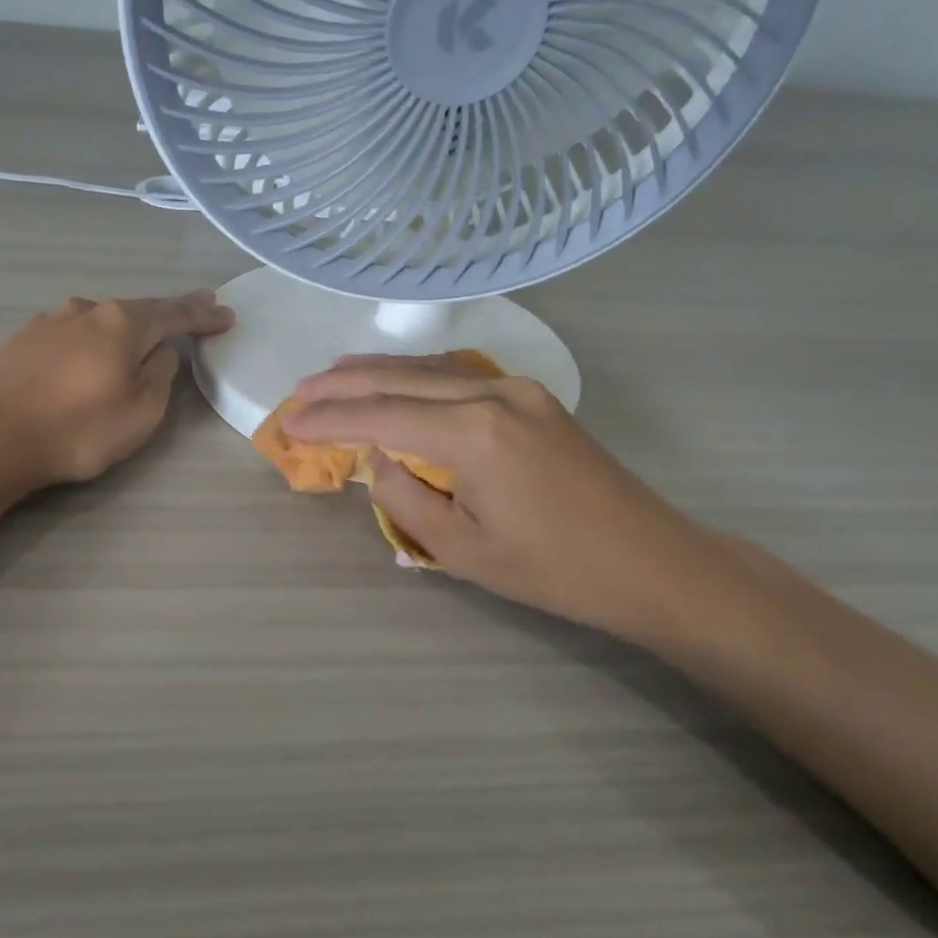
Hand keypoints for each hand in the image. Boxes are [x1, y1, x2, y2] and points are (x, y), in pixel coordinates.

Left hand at [0, 290, 233, 490]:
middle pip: (139, 309)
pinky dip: (94, 337)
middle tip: (199, 307)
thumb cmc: (77, 430)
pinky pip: (74, 332)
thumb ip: (160, 376)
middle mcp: (88, 310)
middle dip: (171, 311)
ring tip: (144, 332)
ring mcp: (52, 320)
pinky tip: (92, 350)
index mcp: (123, 324)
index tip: (227, 315)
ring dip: (128, 325)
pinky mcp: (24, 338)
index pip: (175, 315)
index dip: (204, 316)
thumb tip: (161, 352)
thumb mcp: (141, 413)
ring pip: (103, 318)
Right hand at [284, 354, 717, 646]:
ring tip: (334, 376)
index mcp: (472, 432)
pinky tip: (398, 379)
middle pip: (400, 377)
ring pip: (431, 367)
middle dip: (344, 384)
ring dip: (379, 371)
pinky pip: (460, 375)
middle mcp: (492, 393)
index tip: (288, 422)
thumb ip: (403, 495)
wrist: (648, 562)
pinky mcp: (534, 397)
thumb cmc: (552, 569)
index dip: (329, 419)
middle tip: (299, 390)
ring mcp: (518, 389)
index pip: (380, 415)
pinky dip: (418, 375)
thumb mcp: (460, 548)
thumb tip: (376, 455)